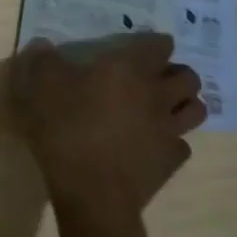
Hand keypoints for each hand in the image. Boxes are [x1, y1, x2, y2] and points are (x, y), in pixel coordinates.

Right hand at [9, 33, 204, 225]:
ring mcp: (169, 130)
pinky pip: (182, 144)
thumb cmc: (67, 130)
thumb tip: (43, 45)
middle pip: (189, 77)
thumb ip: (43, 60)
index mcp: (129, 69)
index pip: (158, 45)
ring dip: (183, 104)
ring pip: (196, 110)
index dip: (152, 43)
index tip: (139, 47)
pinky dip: (171, 141)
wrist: (92, 193)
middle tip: (154, 78)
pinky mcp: (171, 162)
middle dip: (176, 73)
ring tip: (163, 107)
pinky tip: (152, 144)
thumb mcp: (41, 87)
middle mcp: (157, 95)